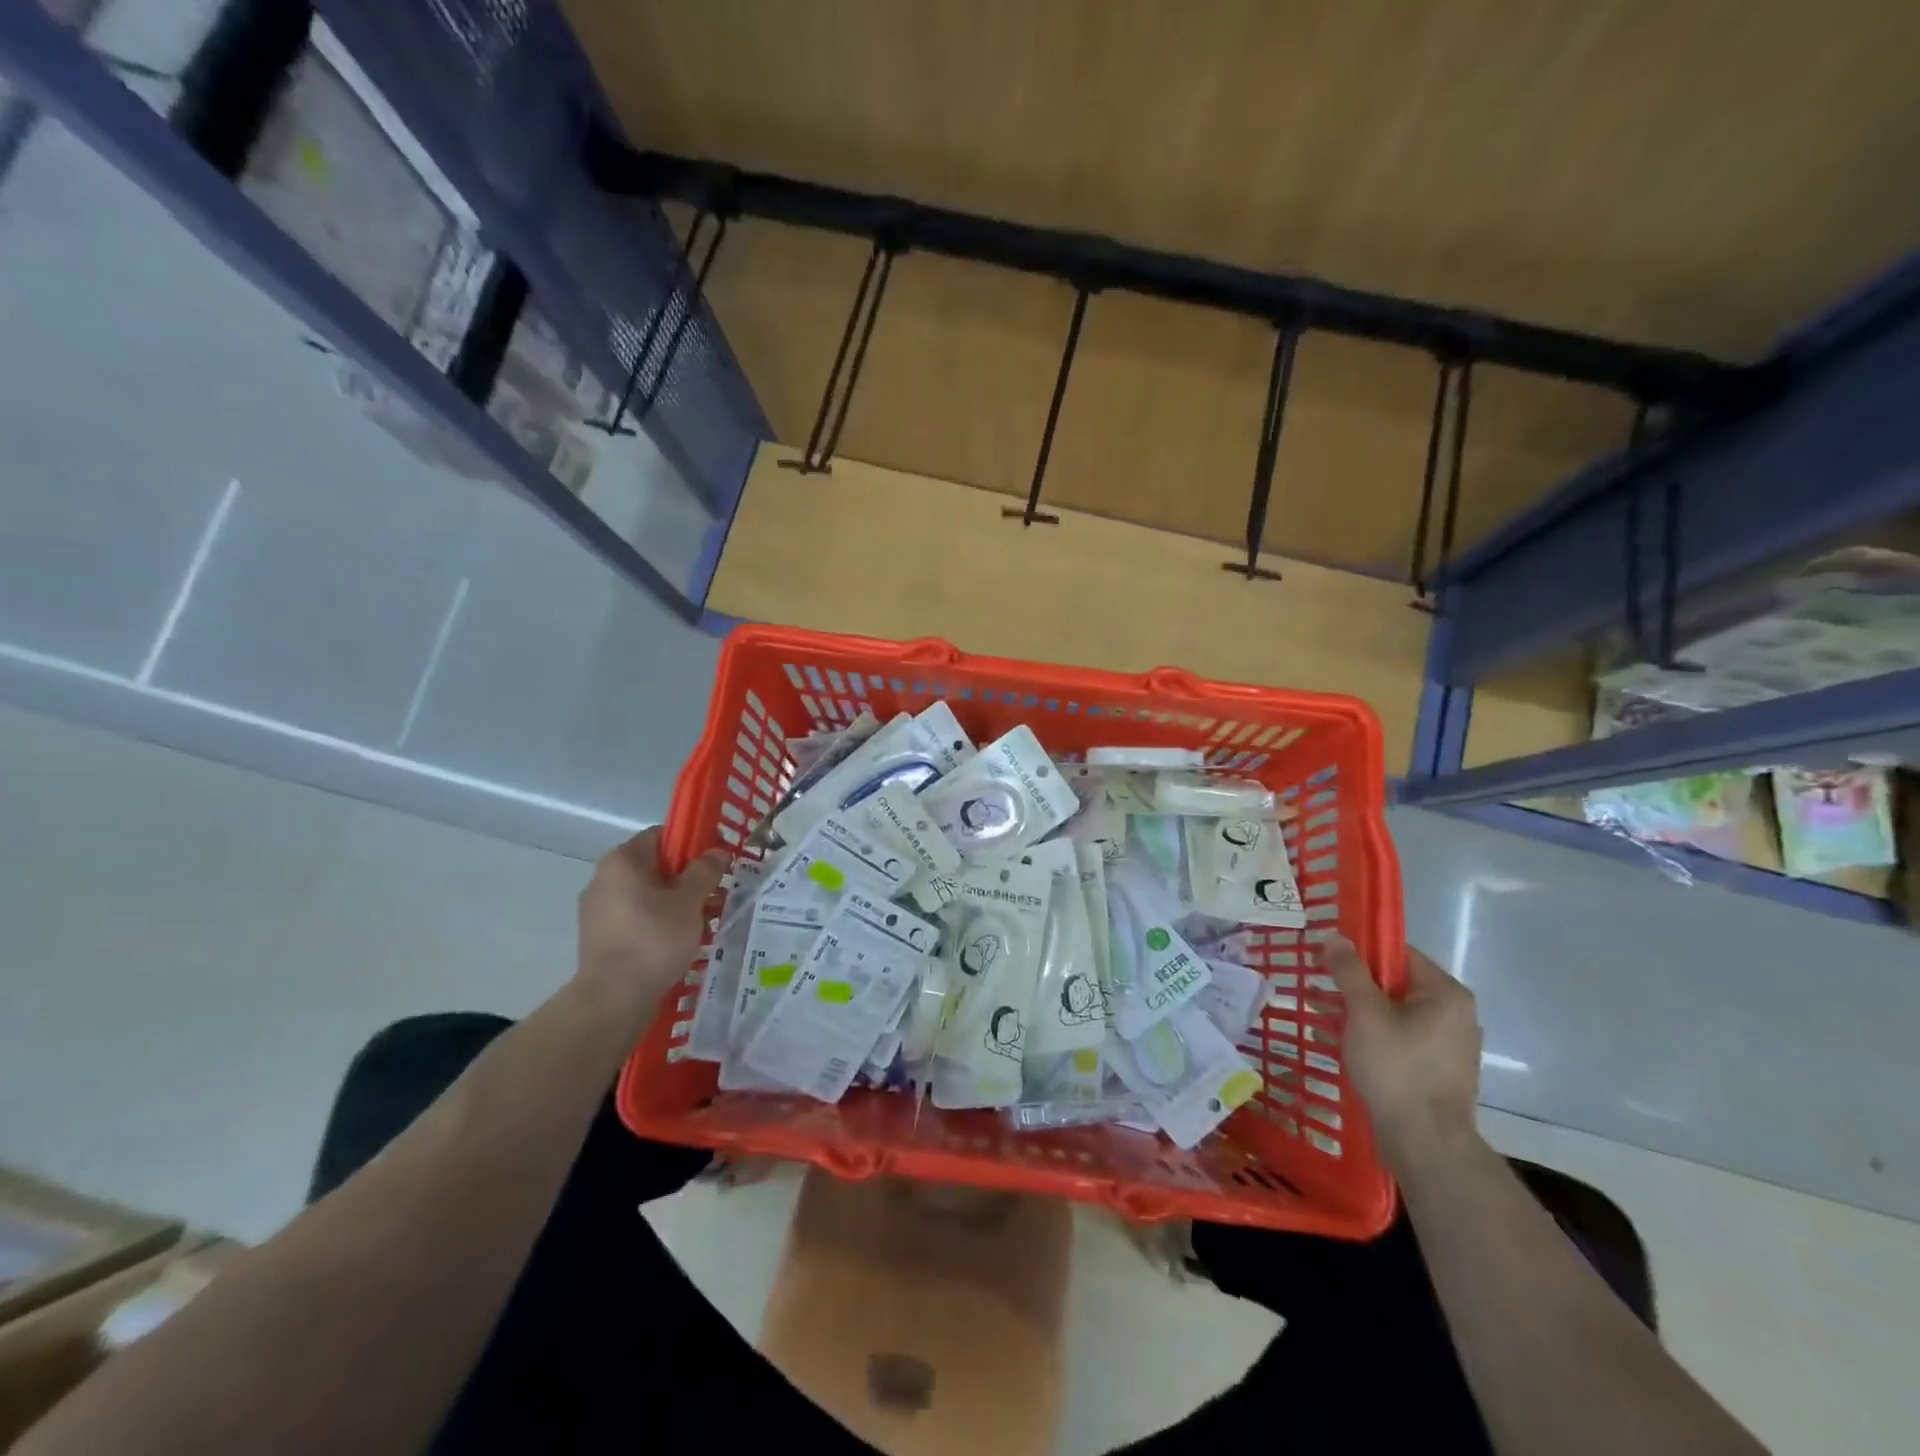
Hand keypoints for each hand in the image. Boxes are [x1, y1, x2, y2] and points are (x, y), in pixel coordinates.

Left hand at [576, 828, 726, 1017]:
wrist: (613, 998)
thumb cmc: (654, 938)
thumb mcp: (690, 901)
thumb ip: (705, 871)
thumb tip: (717, 852)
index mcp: (622, 860)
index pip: (661, 835)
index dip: (691, 845)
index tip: (714, 864)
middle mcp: (603, 878)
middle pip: (654, 866)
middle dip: (685, 878)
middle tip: (712, 894)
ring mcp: (596, 909)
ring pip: (645, 895)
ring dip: (672, 903)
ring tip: (700, 922)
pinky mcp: (597, 937)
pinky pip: (634, 918)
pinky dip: (656, 923)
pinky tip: (676, 942)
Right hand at [1322, 933, 1482, 1167]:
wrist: (1426, 1143)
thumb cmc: (1396, 1068)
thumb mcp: (1364, 1013)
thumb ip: (1348, 971)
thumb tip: (1334, 936)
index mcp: (1445, 993)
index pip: (1398, 954)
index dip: (1360, 951)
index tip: (1326, 958)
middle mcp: (1454, 1014)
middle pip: (1394, 983)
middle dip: (1352, 984)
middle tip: (1316, 985)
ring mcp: (1447, 1044)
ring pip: (1392, 1013)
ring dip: (1355, 1010)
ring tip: (1317, 1011)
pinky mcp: (1435, 1069)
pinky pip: (1398, 1038)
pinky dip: (1369, 1034)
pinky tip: (1336, 1040)